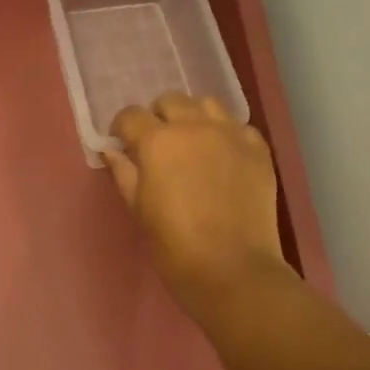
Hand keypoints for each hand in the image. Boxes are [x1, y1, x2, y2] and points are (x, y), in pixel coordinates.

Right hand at [107, 93, 290, 309]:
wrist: (232, 268)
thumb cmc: (173, 244)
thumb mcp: (138, 208)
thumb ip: (123, 172)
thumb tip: (111, 151)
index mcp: (157, 141)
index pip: (131, 116)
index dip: (123, 128)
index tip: (123, 144)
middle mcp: (193, 126)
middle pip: (171, 101)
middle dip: (159, 117)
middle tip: (159, 144)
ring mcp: (230, 134)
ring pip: (207, 104)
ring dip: (194, 117)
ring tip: (193, 141)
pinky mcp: (258, 149)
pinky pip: (239, 126)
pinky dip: (227, 134)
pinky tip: (224, 156)